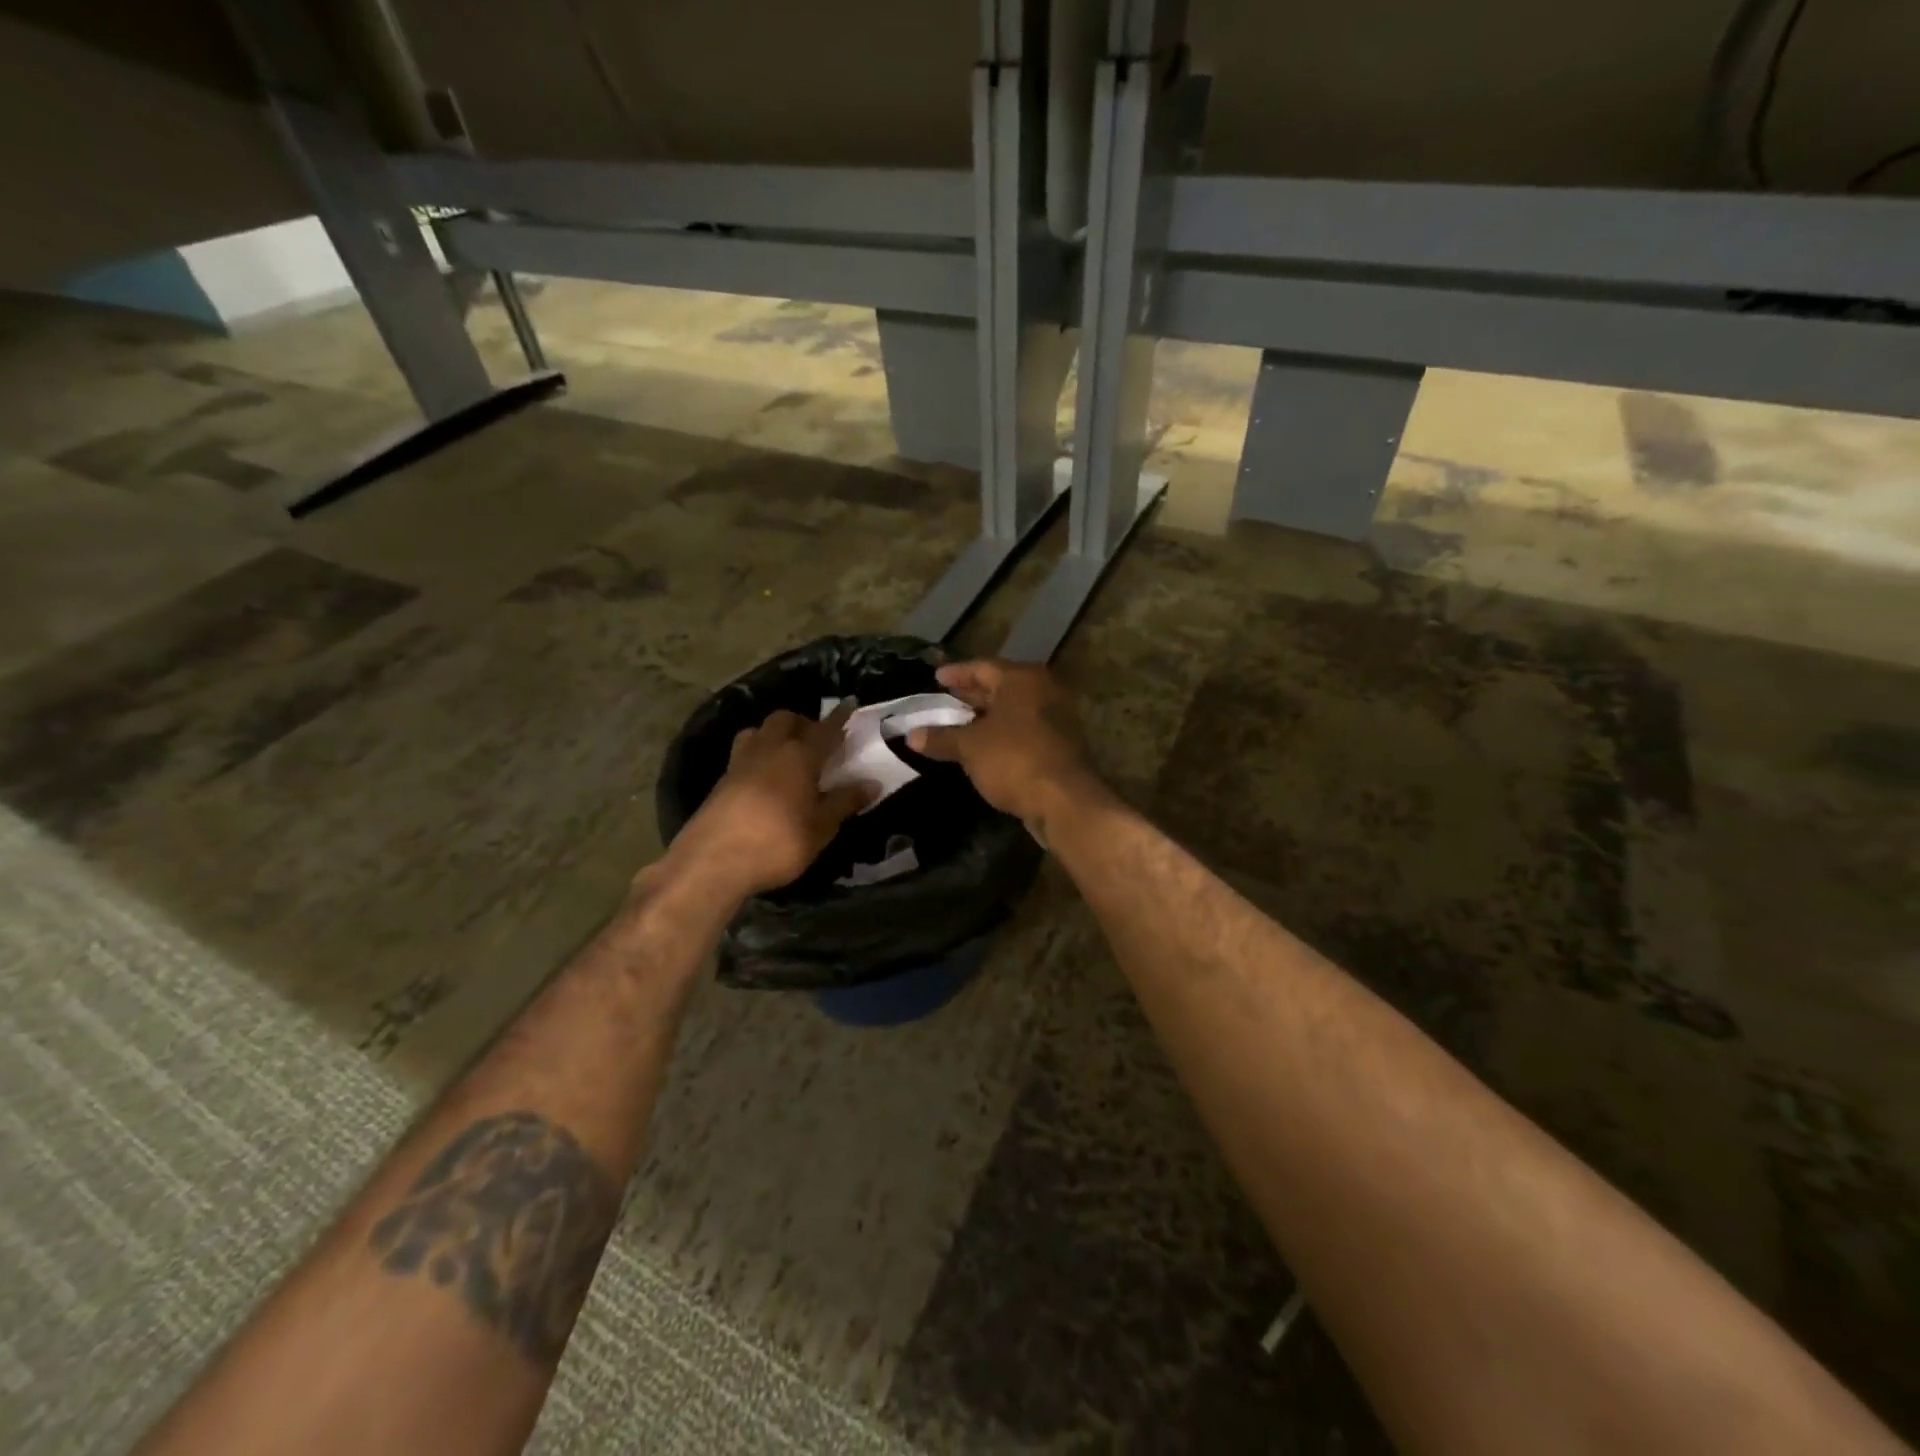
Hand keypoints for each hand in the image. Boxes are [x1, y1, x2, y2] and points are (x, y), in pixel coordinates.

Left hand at [666, 704, 870, 898]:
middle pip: (786, 719)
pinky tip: (766, 775)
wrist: (712, 862)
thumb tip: (872, 783)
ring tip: (788, 754)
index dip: (840, 717)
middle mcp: (769, 749)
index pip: (825, 729)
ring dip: (777, 733)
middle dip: (804, 723)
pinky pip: (745, 750)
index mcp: (799, 756)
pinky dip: (760, 752)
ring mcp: (741, 761)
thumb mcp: (820, 828)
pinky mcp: (723, 778)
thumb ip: (844, 802)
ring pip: (760, 730)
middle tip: (818, 741)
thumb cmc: (777, 843)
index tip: (850, 702)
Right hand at [907, 661, 1103, 842]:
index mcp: (1022, 679)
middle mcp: (1043, 690)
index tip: (936, 678)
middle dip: (972, 695)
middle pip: (1001, 686)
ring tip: (959, 725)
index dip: (957, 673)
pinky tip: (983, 748)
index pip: (982, 667)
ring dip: (987, 717)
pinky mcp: (1060, 745)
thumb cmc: (1014, 759)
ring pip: (1013, 710)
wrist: (1064, 800)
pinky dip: (1002, 734)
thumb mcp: (970, 747)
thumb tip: (911, 735)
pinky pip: (1023, 730)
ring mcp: (1056, 718)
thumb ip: (941, 738)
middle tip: (946, 700)